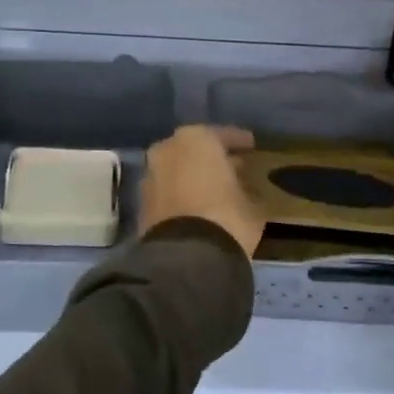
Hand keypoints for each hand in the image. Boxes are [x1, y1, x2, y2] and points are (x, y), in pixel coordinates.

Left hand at [139, 125, 264, 258]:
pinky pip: (167, 191)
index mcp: (196, 139)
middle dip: (212, 157)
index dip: (240, 142)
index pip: (223, 135)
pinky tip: (197, 206)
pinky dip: (180, 195)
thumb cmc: (226, 217)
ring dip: (193, 176)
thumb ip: (246, 187)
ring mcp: (150, 176)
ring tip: (214, 189)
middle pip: (194, 149)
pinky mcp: (141, 204)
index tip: (252, 147)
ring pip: (177, 169)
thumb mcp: (252, 202)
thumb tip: (243, 188)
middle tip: (233, 167)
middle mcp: (167, 150)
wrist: (186, 257)